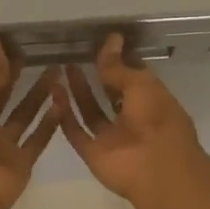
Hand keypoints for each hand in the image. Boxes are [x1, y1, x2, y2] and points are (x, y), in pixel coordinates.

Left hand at [0, 36, 60, 208]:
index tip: (16, 44)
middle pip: (4, 97)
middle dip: (19, 77)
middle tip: (40, 54)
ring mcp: (4, 145)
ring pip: (25, 115)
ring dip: (39, 95)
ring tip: (58, 72)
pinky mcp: (22, 162)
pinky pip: (38, 139)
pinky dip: (51, 123)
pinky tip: (64, 103)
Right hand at [53, 33, 209, 208]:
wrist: (155, 169)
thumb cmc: (156, 119)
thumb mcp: (140, 84)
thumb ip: (119, 66)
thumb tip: (111, 39)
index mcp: (151, 101)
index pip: (132, 77)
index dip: (118, 61)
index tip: (101, 44)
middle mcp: (132, 118)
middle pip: (110, 94)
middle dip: (95, 76)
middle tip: (75, 55)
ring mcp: (112, 138)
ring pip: (91, 112)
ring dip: (78, 92)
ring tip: (61, 69)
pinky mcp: (94, 153)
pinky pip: (77, 133)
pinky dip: (65, 116)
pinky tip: (53, 95)